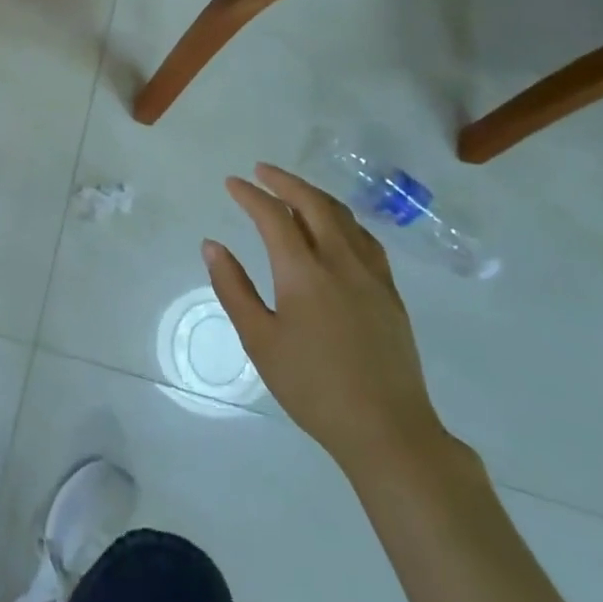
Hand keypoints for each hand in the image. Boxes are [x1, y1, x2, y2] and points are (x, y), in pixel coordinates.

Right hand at [203, 163, 447, 477]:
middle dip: (285, 181)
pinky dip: (342, 220)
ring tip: (293, 191)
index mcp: (304, 272)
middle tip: (261, 171)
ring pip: (344, 217)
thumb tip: (212, 246)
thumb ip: (234, 288)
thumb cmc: (312, 387)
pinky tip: (335, 228)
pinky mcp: (390, 293)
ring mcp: (372, 276)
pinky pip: (365, 239)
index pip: (274, 216)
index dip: (250, 195)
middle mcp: (341, 262)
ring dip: (314, 196)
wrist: (387, 430)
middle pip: (314, 204)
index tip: (231, 183)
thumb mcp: (260, 340)